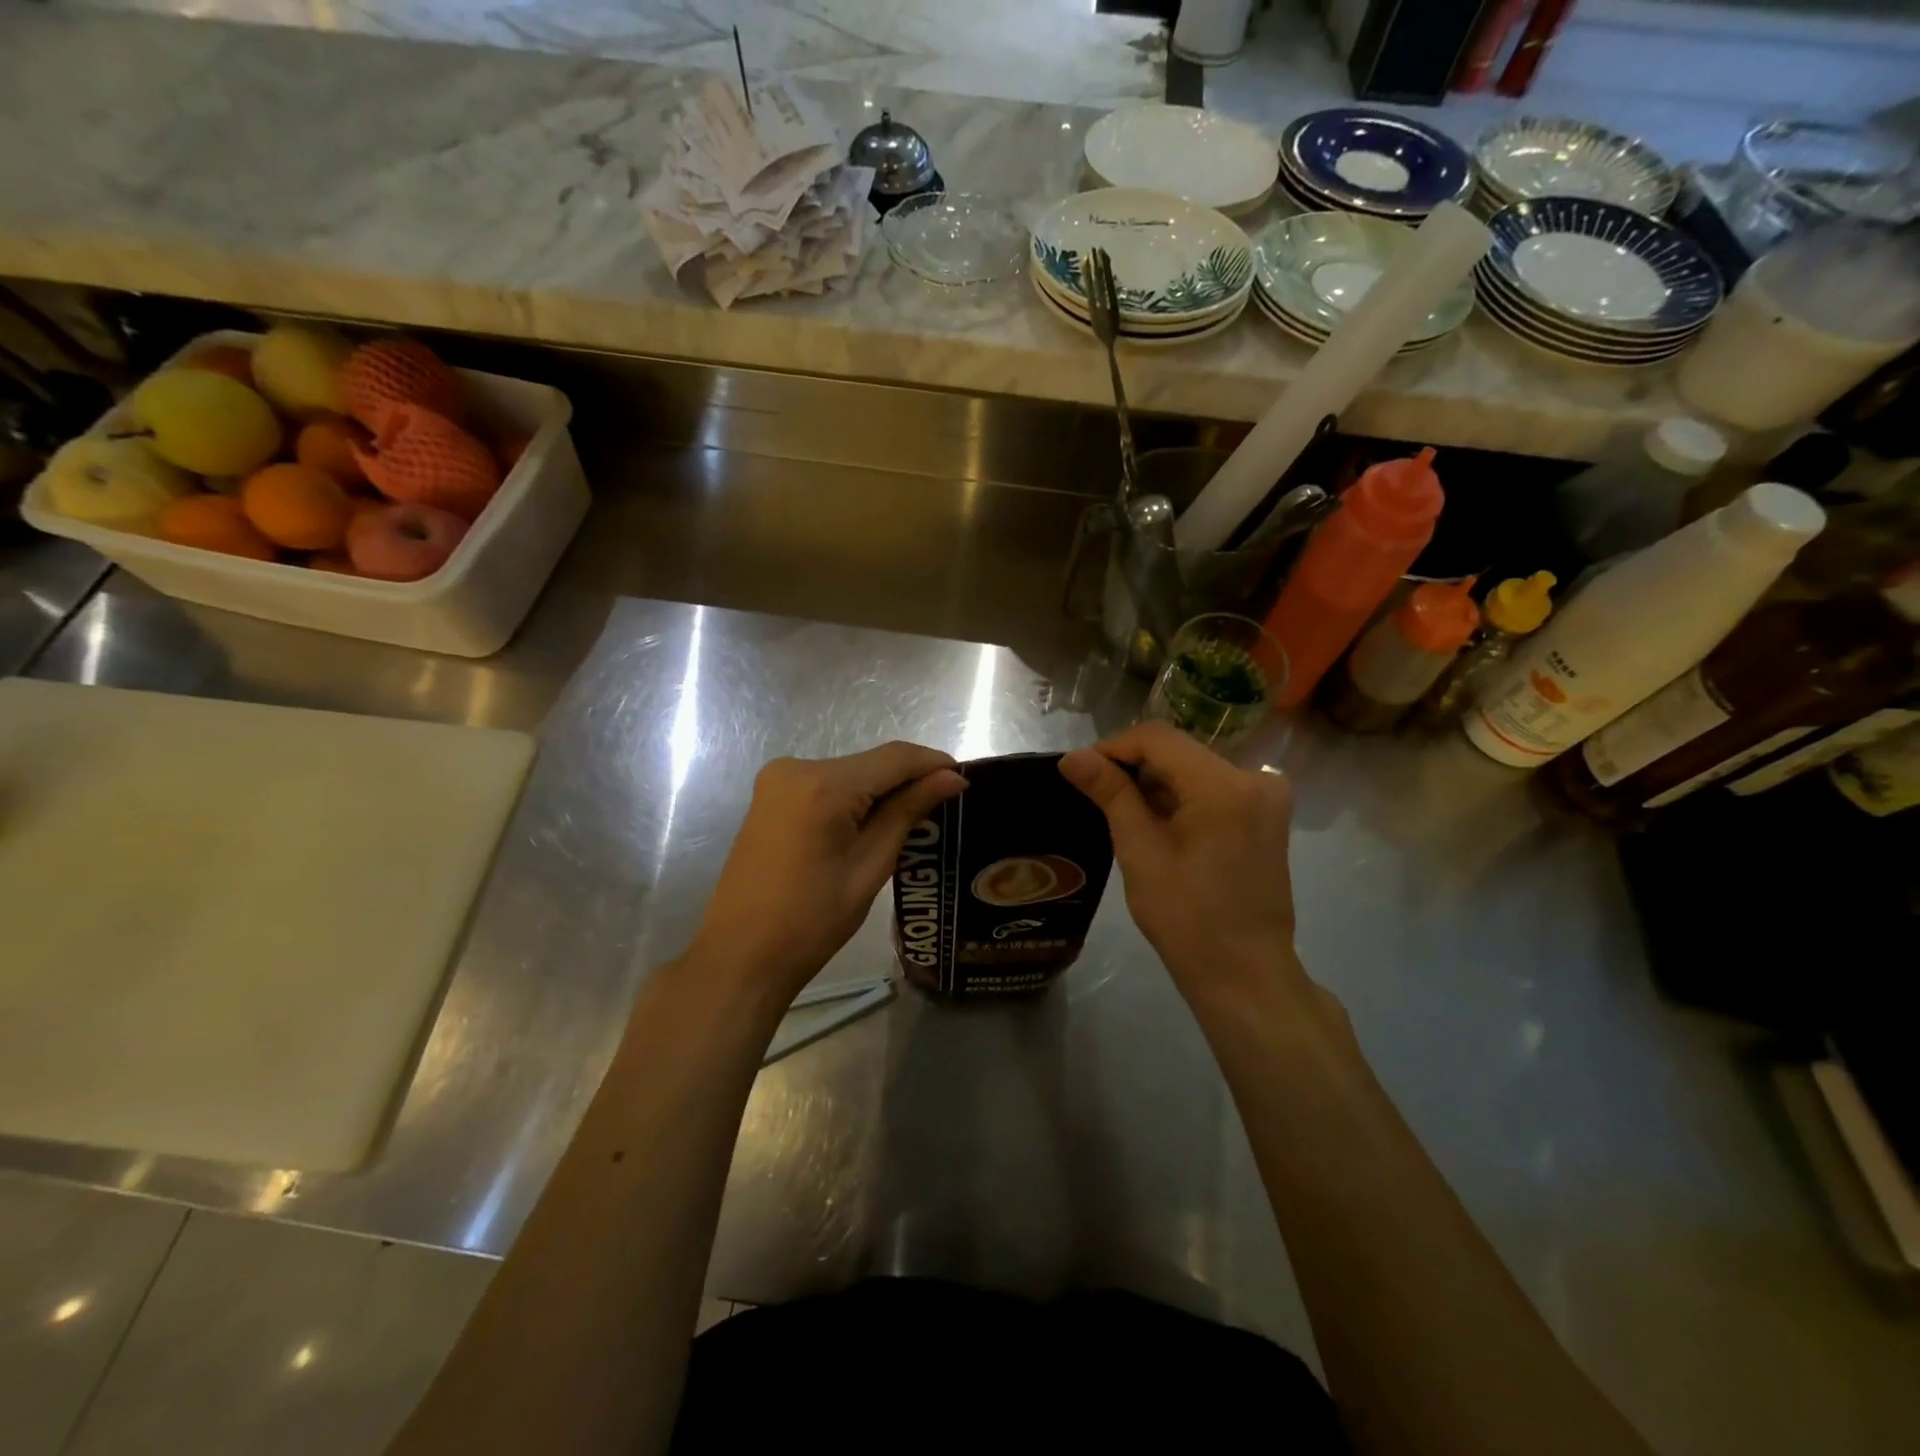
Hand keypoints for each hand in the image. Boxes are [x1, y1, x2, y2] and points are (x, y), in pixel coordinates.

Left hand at [687, 742, 966, 1007]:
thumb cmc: (811, 921)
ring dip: (882, 789)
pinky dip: (854, 797)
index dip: (932, 763)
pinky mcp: (771, 795)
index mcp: (822, 786)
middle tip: (945, 805)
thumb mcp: (870, 866)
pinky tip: (873, 822)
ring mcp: (778, 779)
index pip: (893, 758)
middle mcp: (796, 767)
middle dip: (908, 779)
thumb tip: (950, 778)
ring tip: (916, 818)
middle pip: (871, 763)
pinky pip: (827, 784)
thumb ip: (908, 812)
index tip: (965, 779)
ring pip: (850, 772)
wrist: (741, 954)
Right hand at [1060, 722, 1308, 1012]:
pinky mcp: (1267, 816)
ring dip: (1156, 782)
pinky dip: (1181, 797)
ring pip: (1195, 768)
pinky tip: (1156, 821)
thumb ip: (1110, 793)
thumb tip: (1073, 757)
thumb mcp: (1140, 851)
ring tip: (1119, 808)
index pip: (1158, 738)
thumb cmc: (1186, 917)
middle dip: (1134, 765)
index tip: (1081, 769)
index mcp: (1225, 785)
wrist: (1244, 974)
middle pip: (1179, 751)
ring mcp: (1267, 797)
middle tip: (1095, 791)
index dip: (1114, 747)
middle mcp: (1255, 778)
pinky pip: (1214, 789)